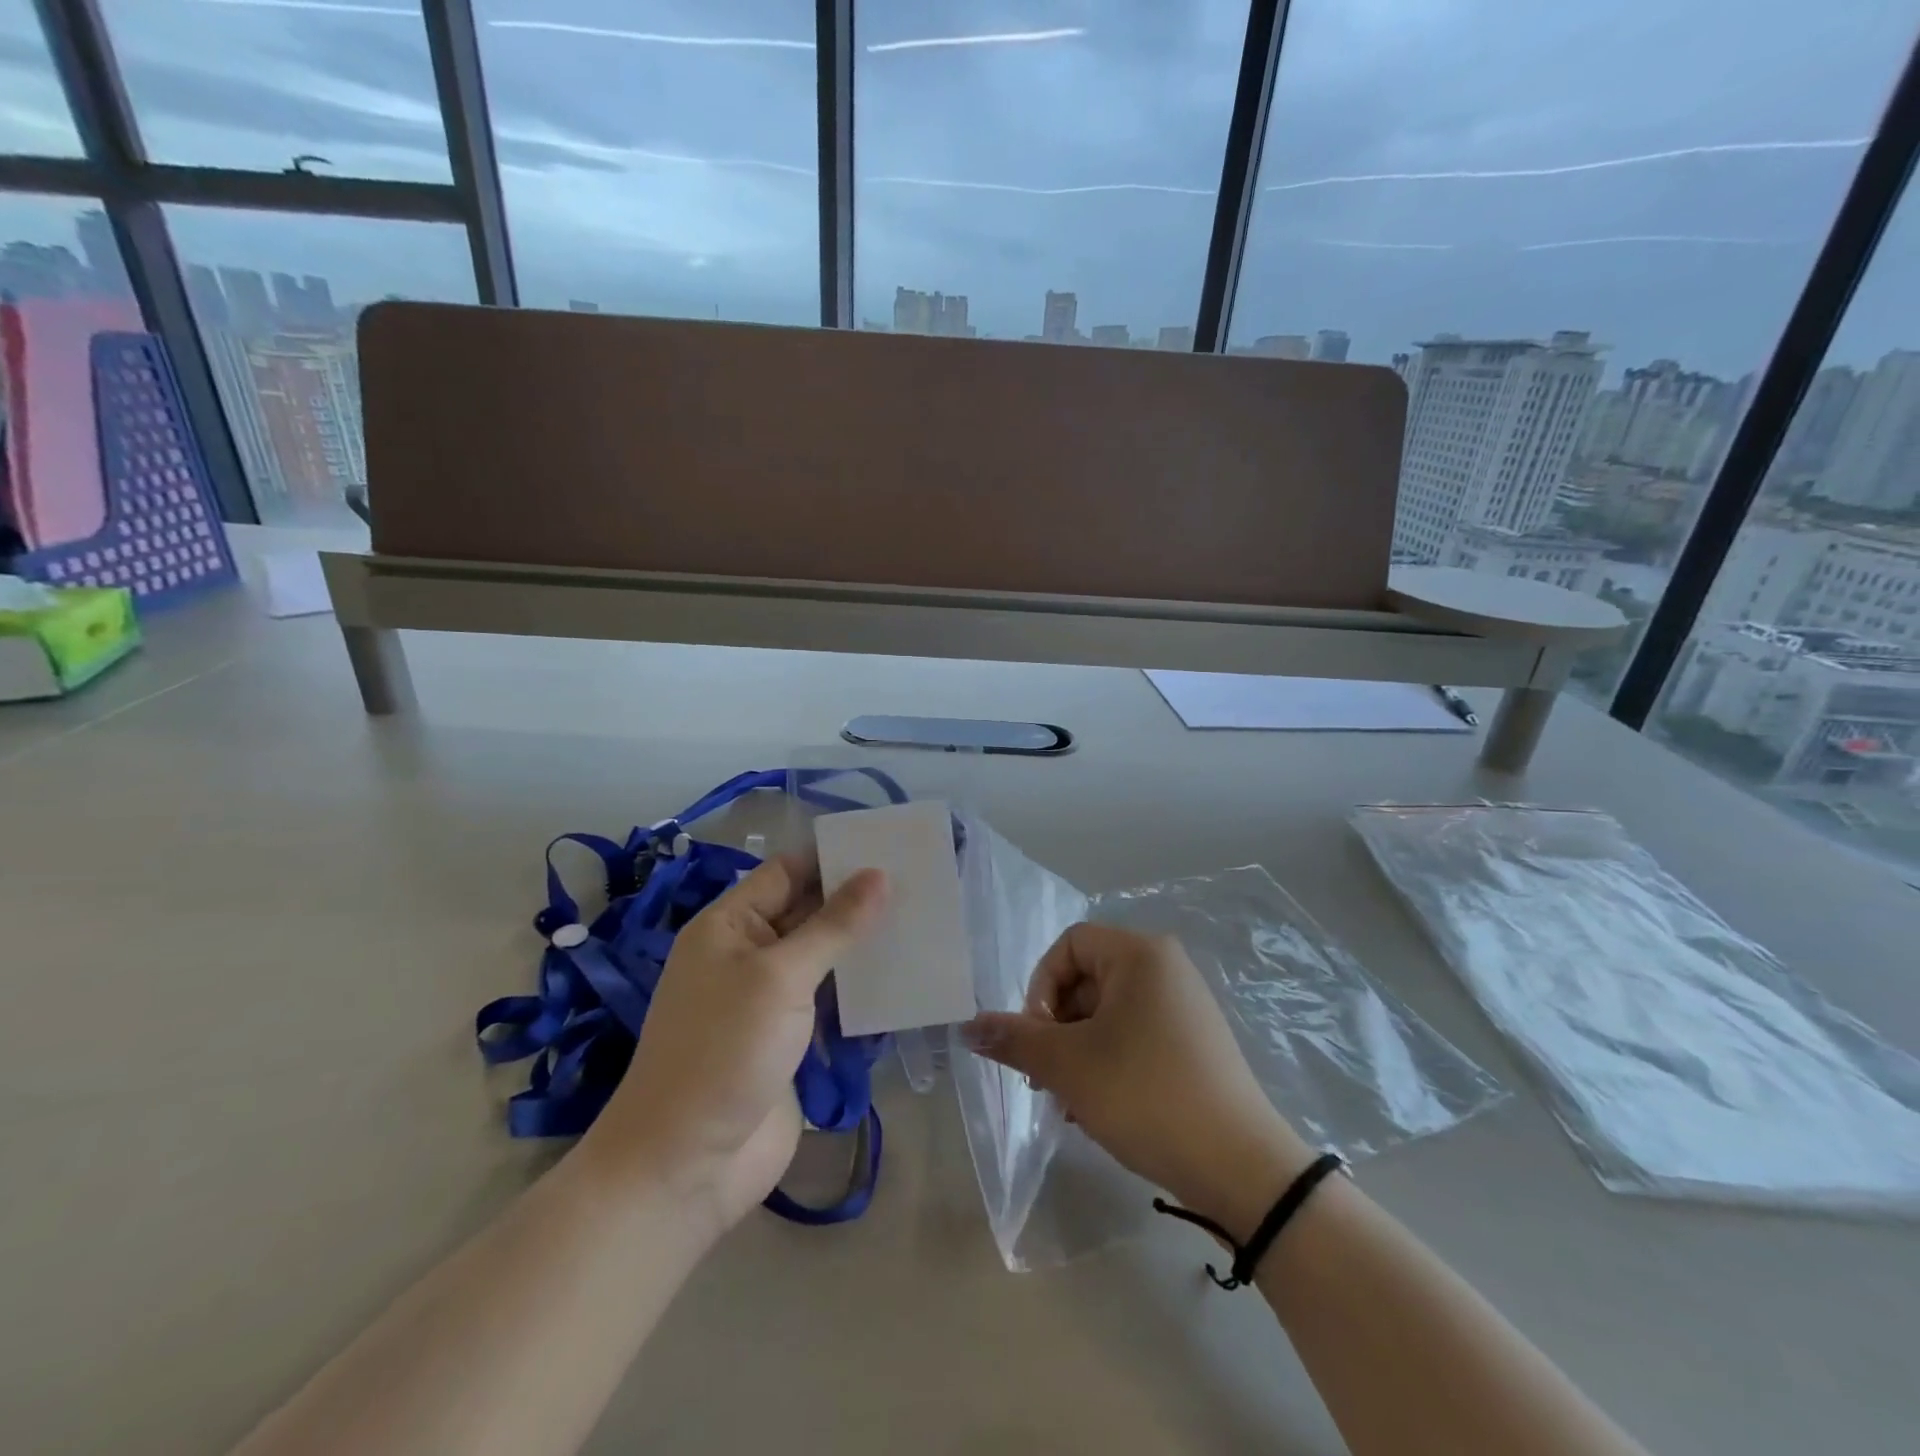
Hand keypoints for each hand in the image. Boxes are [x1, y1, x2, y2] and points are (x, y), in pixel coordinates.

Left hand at [583, 854, 885, 1232]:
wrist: (687, 1166)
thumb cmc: (724, 1052)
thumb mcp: (780, 977)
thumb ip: (833, 925)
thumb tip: (878, 874)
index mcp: (729, 926)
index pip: (787, 872)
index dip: (833, 858)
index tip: (890, 848)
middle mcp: (749, 954)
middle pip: (808, 912)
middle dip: (858, 900)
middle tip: (921, 883)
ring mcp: (770, 1000)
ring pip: (825, 958)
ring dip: (865, 946)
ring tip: (924, 923)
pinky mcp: (791, 1039)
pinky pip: (831, 1001)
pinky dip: (862, 990)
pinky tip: (906, 979)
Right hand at [963, 924, 1312, 1240]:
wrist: (1241, 1166)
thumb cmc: (1146, 1095)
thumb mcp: (1068, 1066)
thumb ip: (1014, 1040)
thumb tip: (967, 1027)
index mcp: (1140, 954)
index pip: (1068, 947)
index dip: (1041, 988)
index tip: (1039, 1040)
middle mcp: (1166, 968)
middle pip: (1086, 980)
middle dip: (1057, 1029)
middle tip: (1048, 1080)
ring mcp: (1184, 1006)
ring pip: (1107, 1014)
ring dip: (1078, 1053)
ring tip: (1072, 1104)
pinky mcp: (1195, 1042)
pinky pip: (1135, 1035)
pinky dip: (1108, 1063)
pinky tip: (1100, 1109)